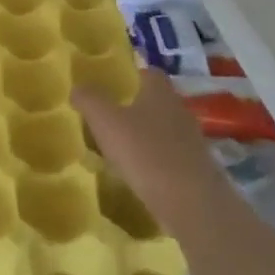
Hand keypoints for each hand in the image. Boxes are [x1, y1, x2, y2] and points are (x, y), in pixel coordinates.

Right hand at [73, 69, 231, 239]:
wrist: (191, 202)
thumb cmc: (145, 152)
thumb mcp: (106, 122)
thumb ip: (89, 100)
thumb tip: (77, 86)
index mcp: (160, 93)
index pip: (149, 73)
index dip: (131, 76)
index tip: (112, 86)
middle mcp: (179, 110)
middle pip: (156, 101)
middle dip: (135, 107)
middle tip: (109, 117)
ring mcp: (191, 141)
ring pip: (163, 130)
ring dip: (144, 136)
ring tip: (118, 149)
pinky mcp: (196, 169)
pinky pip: (169, 157)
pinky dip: (153, 161)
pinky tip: (137, 174)